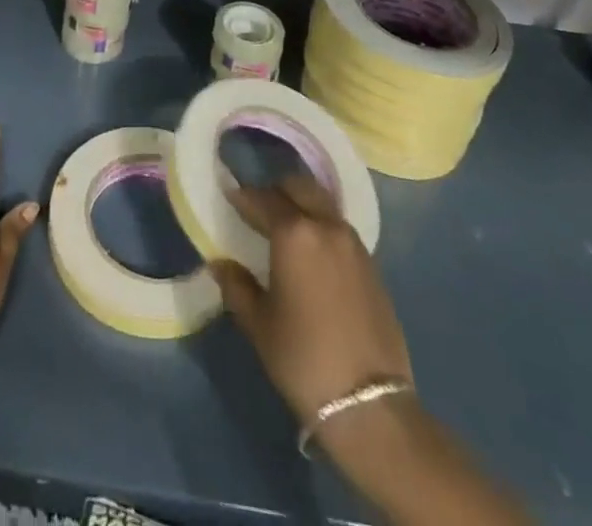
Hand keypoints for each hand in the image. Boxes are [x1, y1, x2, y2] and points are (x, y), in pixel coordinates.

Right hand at [208, 173, 412, 422]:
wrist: (370, 403)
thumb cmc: (304, 359)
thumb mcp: (259, 324)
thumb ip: (237, 286)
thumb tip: (220, 264)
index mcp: (294, 233)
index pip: (263, 198)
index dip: (243, 197)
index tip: (229, 197)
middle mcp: (326, 225)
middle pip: (298, 187)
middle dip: (276, 191)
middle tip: (258, 208)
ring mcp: (353, 242)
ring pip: (322, 203)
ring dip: (301, 204)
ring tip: (285, 227)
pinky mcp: (371, 264)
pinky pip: (339, 227)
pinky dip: (321, 225)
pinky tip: (312, 252)